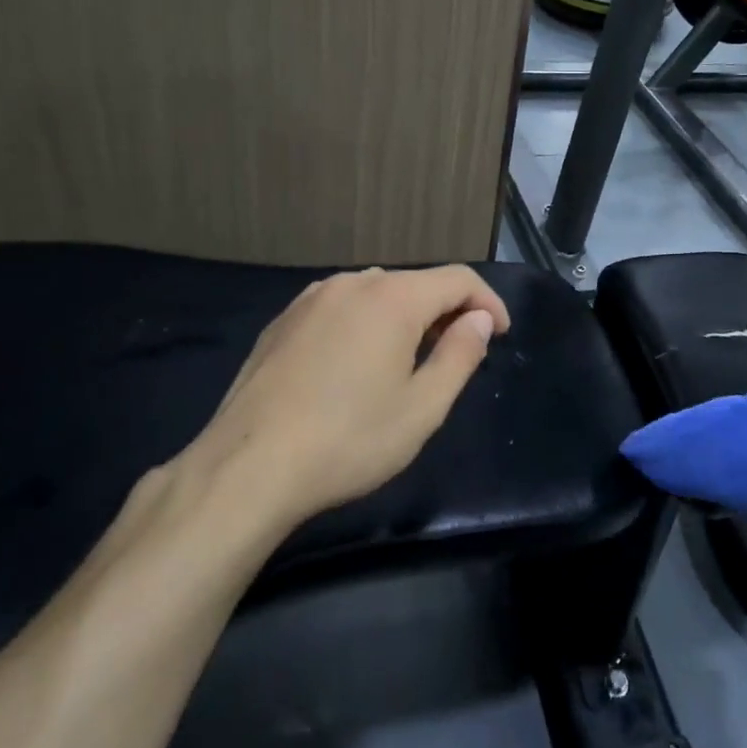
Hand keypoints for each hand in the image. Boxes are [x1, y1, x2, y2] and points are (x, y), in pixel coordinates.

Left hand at [193, 266, 509, 529]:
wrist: (246, 468)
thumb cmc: (348, 440)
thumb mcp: (422, 408)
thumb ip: (460, 355)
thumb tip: (478, 320)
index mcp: (392, 298)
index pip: (458, 279)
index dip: (488, 303)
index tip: (500, 335)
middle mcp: (352, 283)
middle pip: (416, 283)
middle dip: (447, 312)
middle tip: (458, 354)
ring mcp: (311, 298)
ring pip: (377, 293)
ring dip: (405, 317)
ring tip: (409, 360)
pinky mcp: (283, 321)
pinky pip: (341, 308)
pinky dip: (366, 323)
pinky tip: (356, 364)